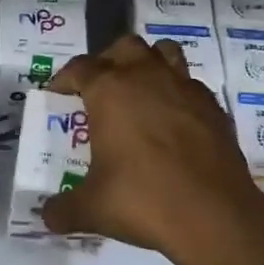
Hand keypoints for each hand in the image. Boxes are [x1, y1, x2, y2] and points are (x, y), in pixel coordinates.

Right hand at [43, 35, 263, 264]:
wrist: (215, 216)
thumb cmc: (143, 201)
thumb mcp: (92, 209)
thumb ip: (63, 209)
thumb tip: (47, 216)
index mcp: (110, 91)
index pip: (79, 68)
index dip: (63, 79)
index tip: (57, 96)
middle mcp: (147, 77)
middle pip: (123, 47)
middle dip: (107, 62)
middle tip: (99, 90)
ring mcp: (185, 88)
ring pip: (163, 53)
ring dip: (147, 64)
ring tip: (138, 93)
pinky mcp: (213, 107)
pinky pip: (189, 84)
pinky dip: (176, 93)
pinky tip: (171, 122)